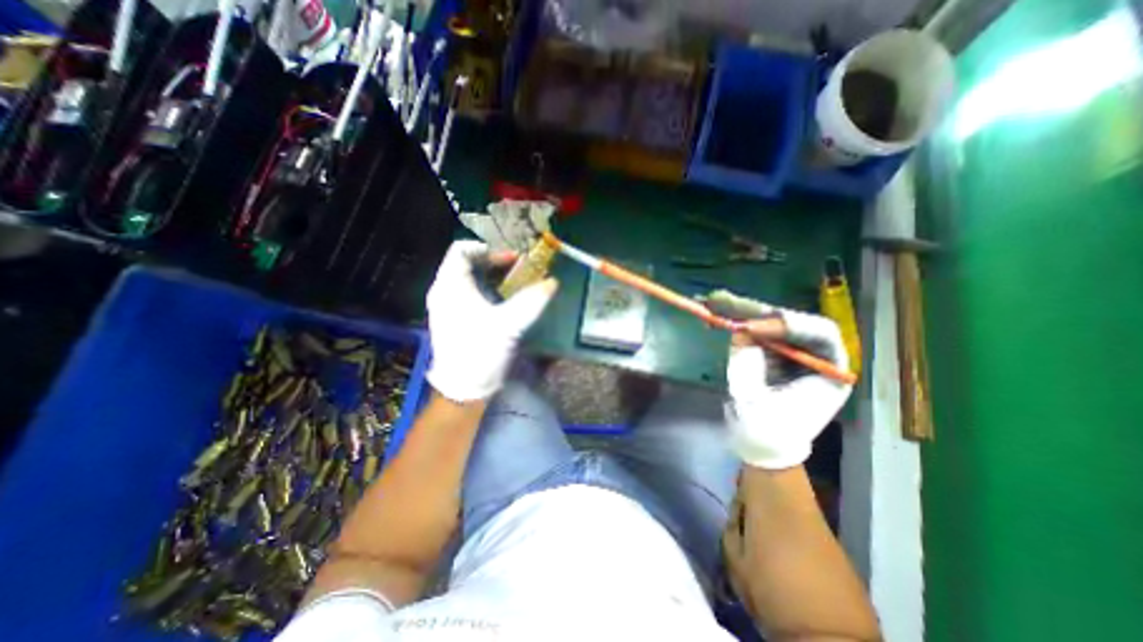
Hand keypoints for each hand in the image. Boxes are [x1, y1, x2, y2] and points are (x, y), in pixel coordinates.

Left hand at [424, 240, 559, 401]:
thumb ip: (531, 301)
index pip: (462, 250)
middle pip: (467, 264)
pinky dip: (488, 292)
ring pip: (470, 281)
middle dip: (495, 264)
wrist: (464, 389)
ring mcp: (448, 307)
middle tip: (519, 271)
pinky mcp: (454, 320)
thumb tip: (552, 283)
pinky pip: (471, 295)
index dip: (487, 249)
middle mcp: (445, 292)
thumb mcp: (509, 324)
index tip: (511, 260)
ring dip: (493, 279)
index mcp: (450, 286)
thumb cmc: (481, 352)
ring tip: (516, 285)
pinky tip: (505, 303)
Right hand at [711, 288, 850, 465]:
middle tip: (721, 300)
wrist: (762, 445)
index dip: (788, 325)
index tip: (754, 327)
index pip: (820, 333)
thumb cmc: (766, 430)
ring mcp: (793, 351)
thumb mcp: (757, 399)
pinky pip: (757, 330)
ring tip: (714, 301)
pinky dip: (737, 320)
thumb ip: (750, 362)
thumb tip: (740, 331)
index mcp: (830, 370)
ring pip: (771, 322)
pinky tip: (718, 312)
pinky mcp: (773, 351)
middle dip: (754, 311)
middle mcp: (814, 355)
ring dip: (742, 311)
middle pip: (789, 322)